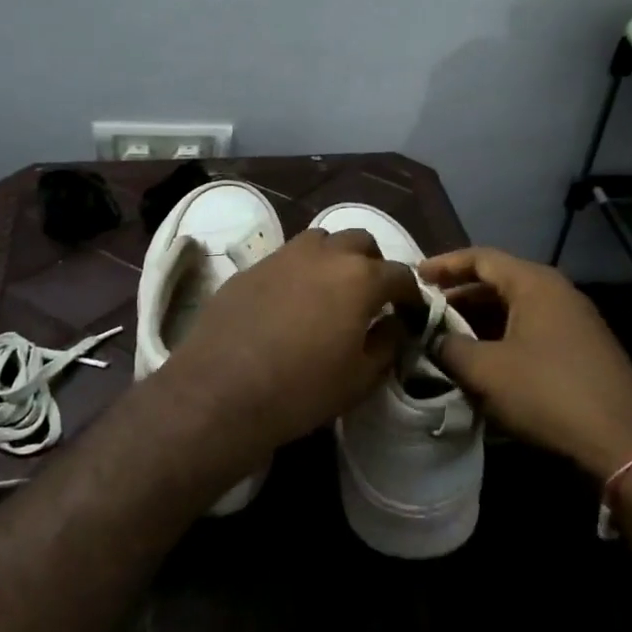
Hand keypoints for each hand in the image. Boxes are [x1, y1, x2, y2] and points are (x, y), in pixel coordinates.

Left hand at [157, 228, 420, 457]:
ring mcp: (283, 256)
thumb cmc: (302, 389)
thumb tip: (394, 324)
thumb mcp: (360, 378)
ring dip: (334, 258)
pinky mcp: (250, 268)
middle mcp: (324, 254)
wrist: (221, 391)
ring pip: (321, 240)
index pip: (400, 274)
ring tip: (330, 290)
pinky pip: (285, 259)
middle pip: (360, 242)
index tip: (410, 313)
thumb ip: (387, 344)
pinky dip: (299, 272)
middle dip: (373, 264)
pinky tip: (289, 303)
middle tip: (370, 296)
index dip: (410, 295)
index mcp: (360, 278)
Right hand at [418, 247, 631, 479]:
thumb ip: (449, 347)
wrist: (624, 439)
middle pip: (497, 281)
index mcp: (533, 283)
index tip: (414, 277)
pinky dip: (501, 338)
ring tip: (446, 339)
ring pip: (514, 309)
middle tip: (425, 312)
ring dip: (478, 321)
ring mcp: (572, 321)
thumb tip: (433, 340)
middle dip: (459, 296)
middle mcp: (556, 292)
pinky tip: (483, 363)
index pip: (480, 258)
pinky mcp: (580, 349)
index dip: (444, 264)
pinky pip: (530, 331)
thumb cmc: (548, 392)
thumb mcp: (485, 370)